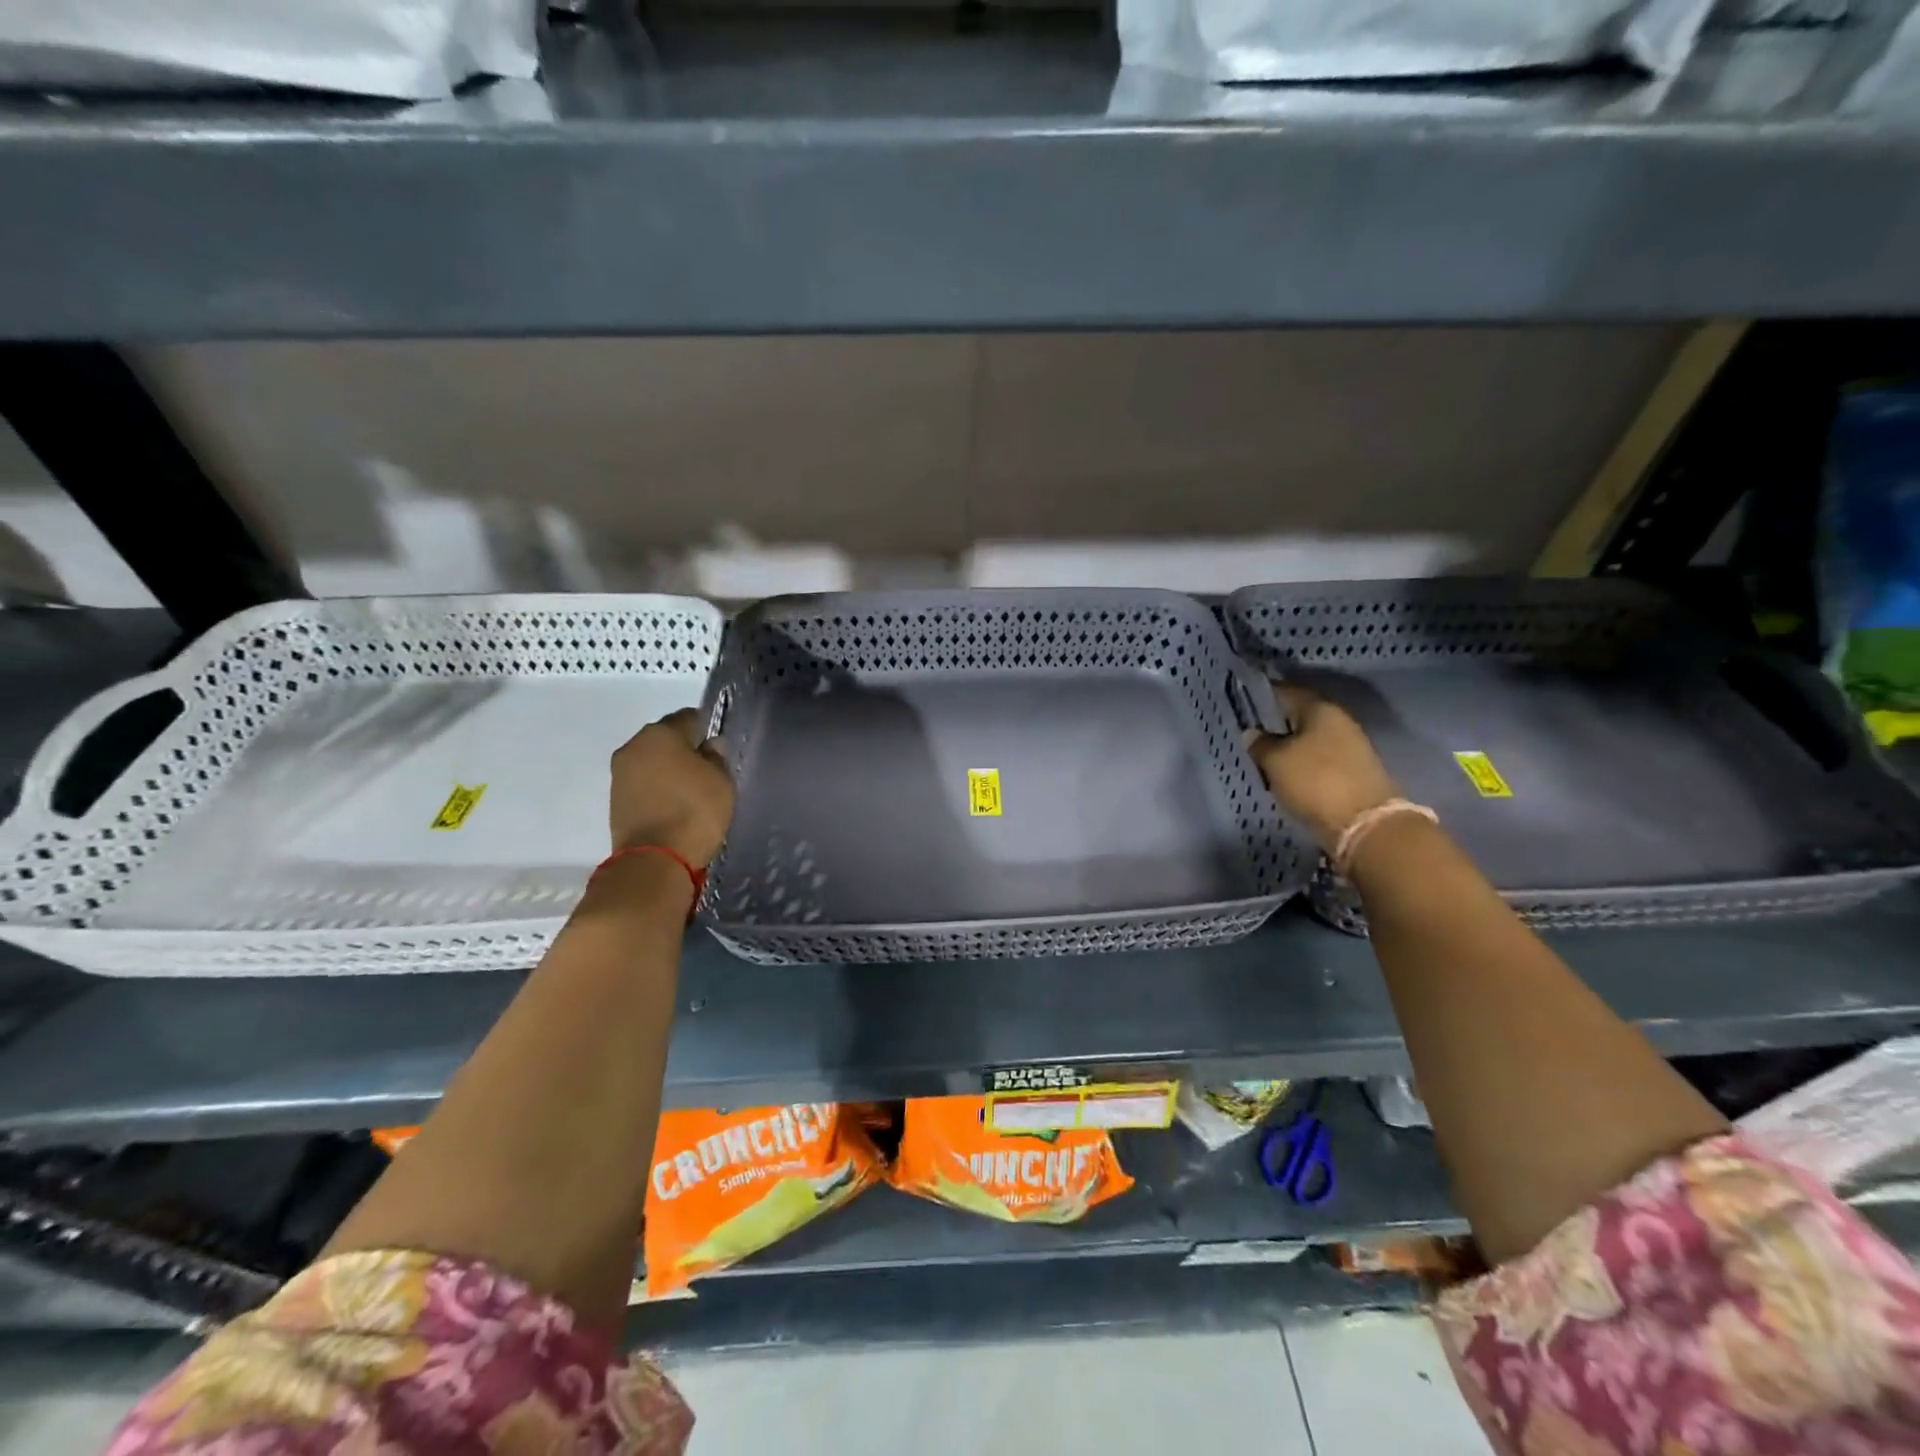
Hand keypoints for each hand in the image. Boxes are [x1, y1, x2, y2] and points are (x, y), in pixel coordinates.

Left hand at [608, 709, 734, 866]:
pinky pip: (643, 784)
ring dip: (669, 770)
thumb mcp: (721, 780)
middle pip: (665, 739)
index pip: (689, 717)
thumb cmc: (694, 810)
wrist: (655, 860)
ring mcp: (619, 774)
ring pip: (652, 762)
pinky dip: (658, 789)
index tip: (720, 745)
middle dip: (685, 749)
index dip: (707, 728)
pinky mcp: (615, 800)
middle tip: (707, 769)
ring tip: (692, 790)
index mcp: (659, 733)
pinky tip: (675, 804)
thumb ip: (716, 756)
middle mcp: (633, 746)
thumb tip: (710, 745)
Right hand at [1248, 684, 1400, 852]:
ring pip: (1311, 738)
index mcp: (1320, 709)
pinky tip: (1288, 772)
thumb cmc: (1315, 781)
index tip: (1244, 698)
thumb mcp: (1276, 761)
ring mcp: (1351, 746)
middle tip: (1252, 730)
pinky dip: (1303, 762)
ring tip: (1266, 755)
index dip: (1264, 693)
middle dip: (1278, 721)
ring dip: (1291, 744)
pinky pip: (1321, 758)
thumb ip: (1261, 744)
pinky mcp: (1354, 771)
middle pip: (1302, 715)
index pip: (1287, 691)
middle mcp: (1339, 721)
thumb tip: (1252, 733)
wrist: (1365, 824)